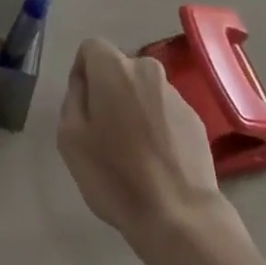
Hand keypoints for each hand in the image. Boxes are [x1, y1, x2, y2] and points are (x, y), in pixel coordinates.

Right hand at [57, 37, 232, 256]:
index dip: (82, 73)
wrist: (179, 217)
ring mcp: (175, 94)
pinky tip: (157, 163)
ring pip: (144, 91)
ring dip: (135, 109)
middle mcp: (147, 70)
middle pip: (119, 69)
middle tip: (105, 134)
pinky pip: (165, 112)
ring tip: (134, 154)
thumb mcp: (70, 139)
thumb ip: (73, 99)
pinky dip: (157, 128)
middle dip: (109, 91)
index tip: (83, 108)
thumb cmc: (116, 176)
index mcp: (114, 68)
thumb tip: (84, 85)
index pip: (91, 48)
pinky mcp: (195, 119)